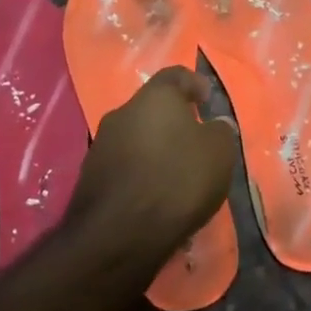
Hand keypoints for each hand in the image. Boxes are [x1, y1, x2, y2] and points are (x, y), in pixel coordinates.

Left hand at [67, 68, 236, 267]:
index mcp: (154, 97)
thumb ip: (220, 131)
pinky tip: (154, 197)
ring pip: (136, 138)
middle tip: (194, 142)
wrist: (118, 234)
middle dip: (173, 122)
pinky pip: (124, 167)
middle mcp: (122, 112)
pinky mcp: (90, 177)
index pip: (175, 75)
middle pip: (152, 108)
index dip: (194, 83)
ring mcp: (101, 145)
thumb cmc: (177, 180)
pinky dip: (140, 175)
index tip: (206, 100)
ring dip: (155, 150)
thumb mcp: (219, 153)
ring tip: (176, 176)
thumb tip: (215, 125)